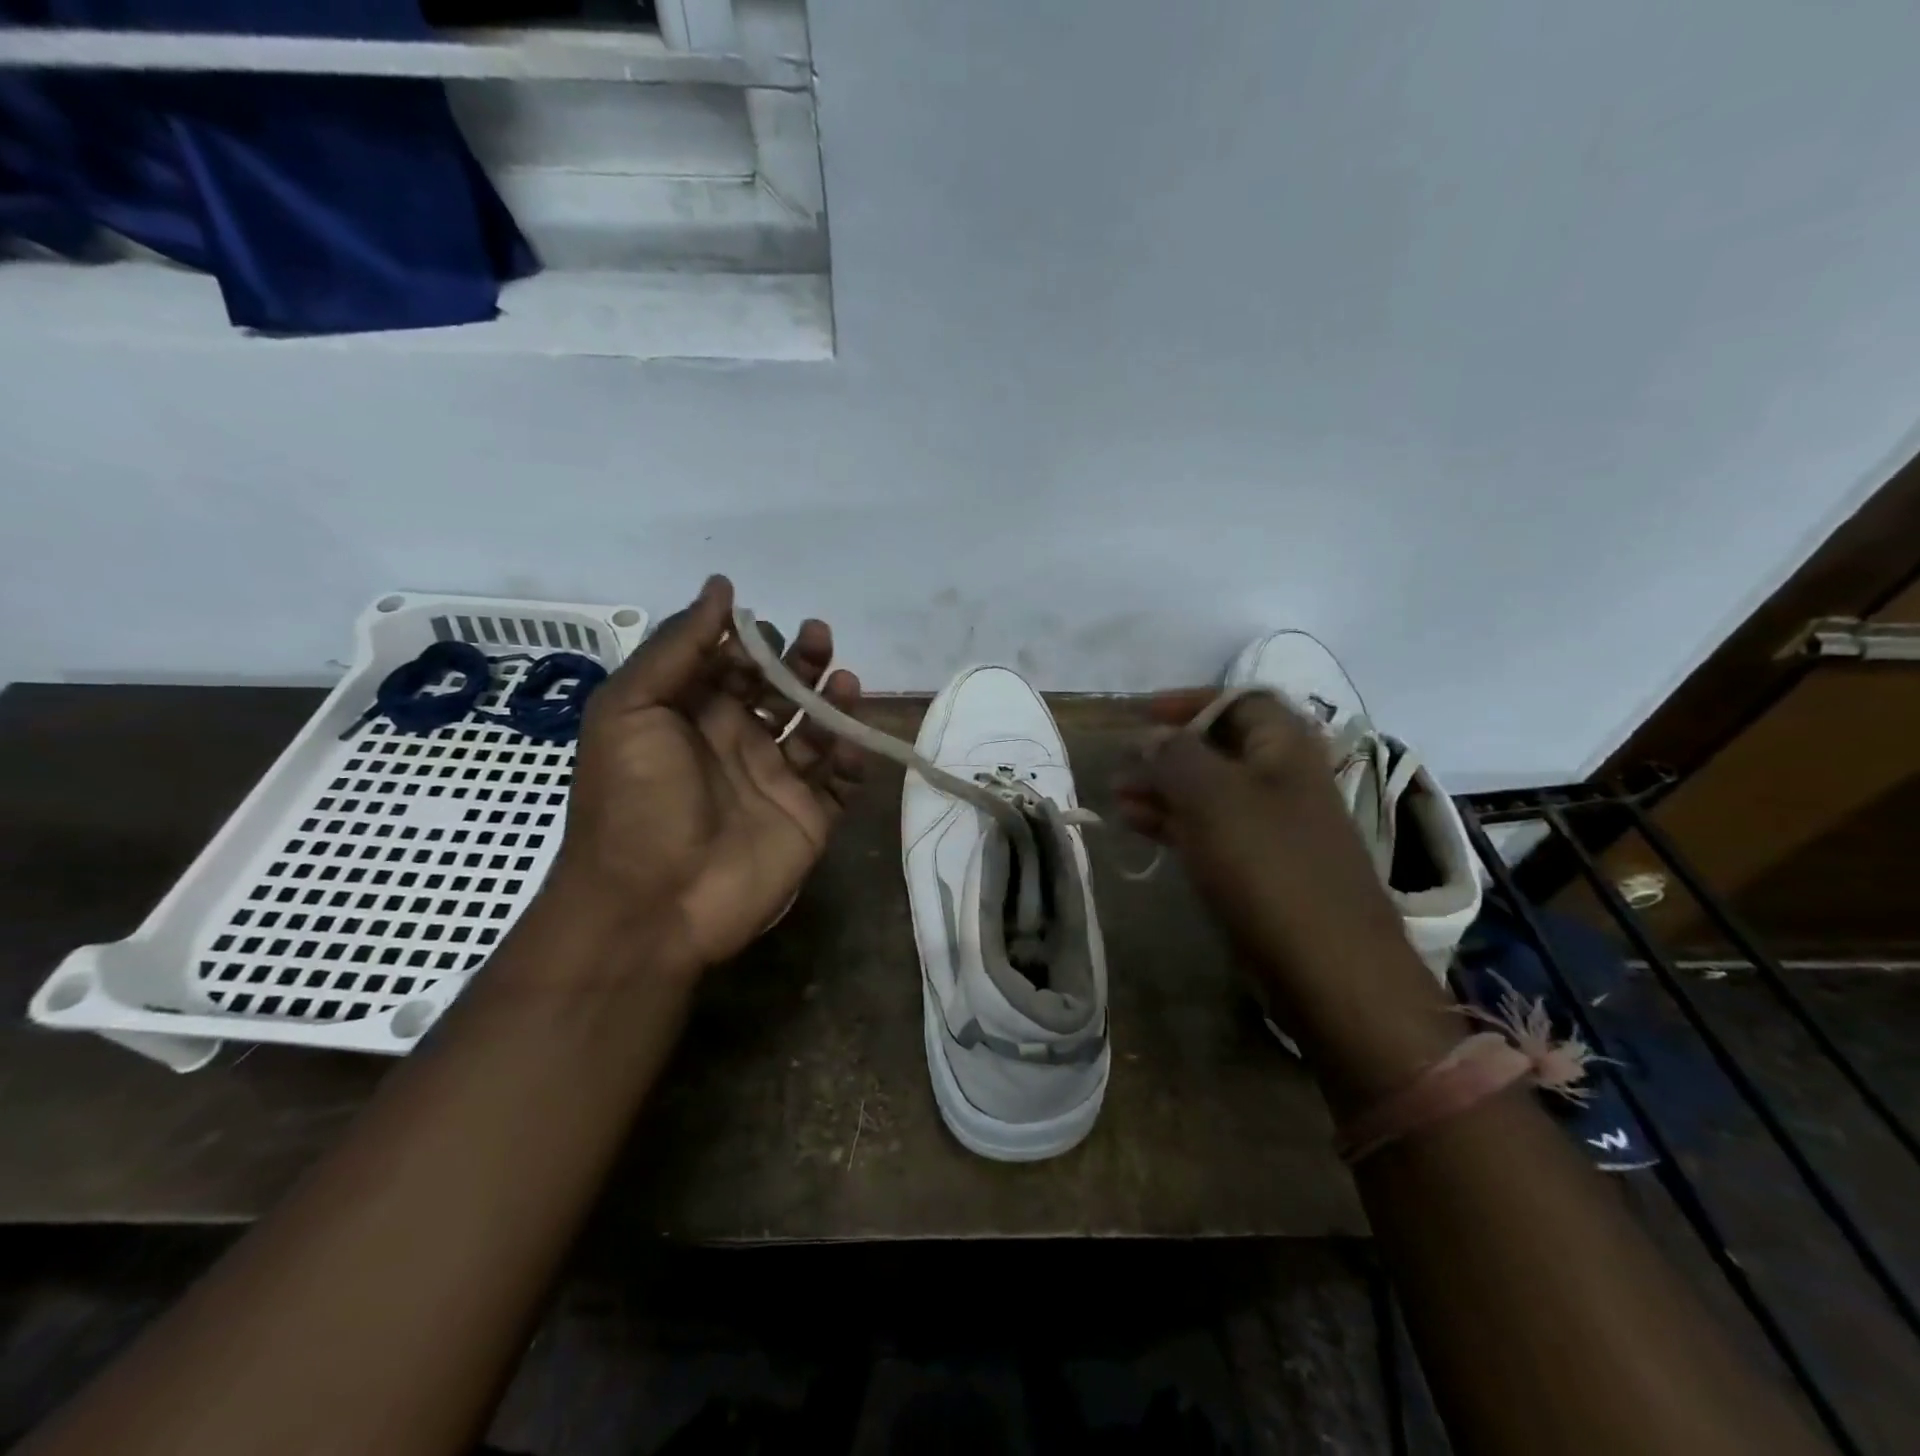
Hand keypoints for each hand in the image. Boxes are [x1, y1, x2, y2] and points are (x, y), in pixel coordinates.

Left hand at [550, 575, 864, 970]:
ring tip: (843, 680)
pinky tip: (852, 736)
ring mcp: (777, 782)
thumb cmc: (635, 799)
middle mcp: (737, 743)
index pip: (732, 665)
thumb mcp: (632, 708)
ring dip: (832, 701)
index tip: (767, 625)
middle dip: (800, 661)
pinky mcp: (809, 818)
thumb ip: (678, 646)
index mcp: (692, 717)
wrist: (653, 904)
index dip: (751, 641)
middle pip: (780, 691)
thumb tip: (722, 587)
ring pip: (816, 730)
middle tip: (818, 638)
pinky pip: (841, 780)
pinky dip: (853, 755)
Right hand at [1114, 691, 1454, 1098]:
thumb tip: (1148, 737)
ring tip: (1117, 798)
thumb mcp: (1212, 797)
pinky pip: (1211, 829)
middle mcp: (1283, 778)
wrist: (1328, 967)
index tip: (1141, 716)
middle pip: (1219, 747)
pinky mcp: (1263, 867)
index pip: (1239, 699)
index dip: (1189, 701)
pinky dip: (1174, 822)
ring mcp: (1274, 826)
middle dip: (1166, 751)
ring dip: (1163, 788)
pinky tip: (1137, 826)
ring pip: (1209, 791)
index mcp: (1286, 747)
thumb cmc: (1269, 865)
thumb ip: (1175, 755)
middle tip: (1121, 765)